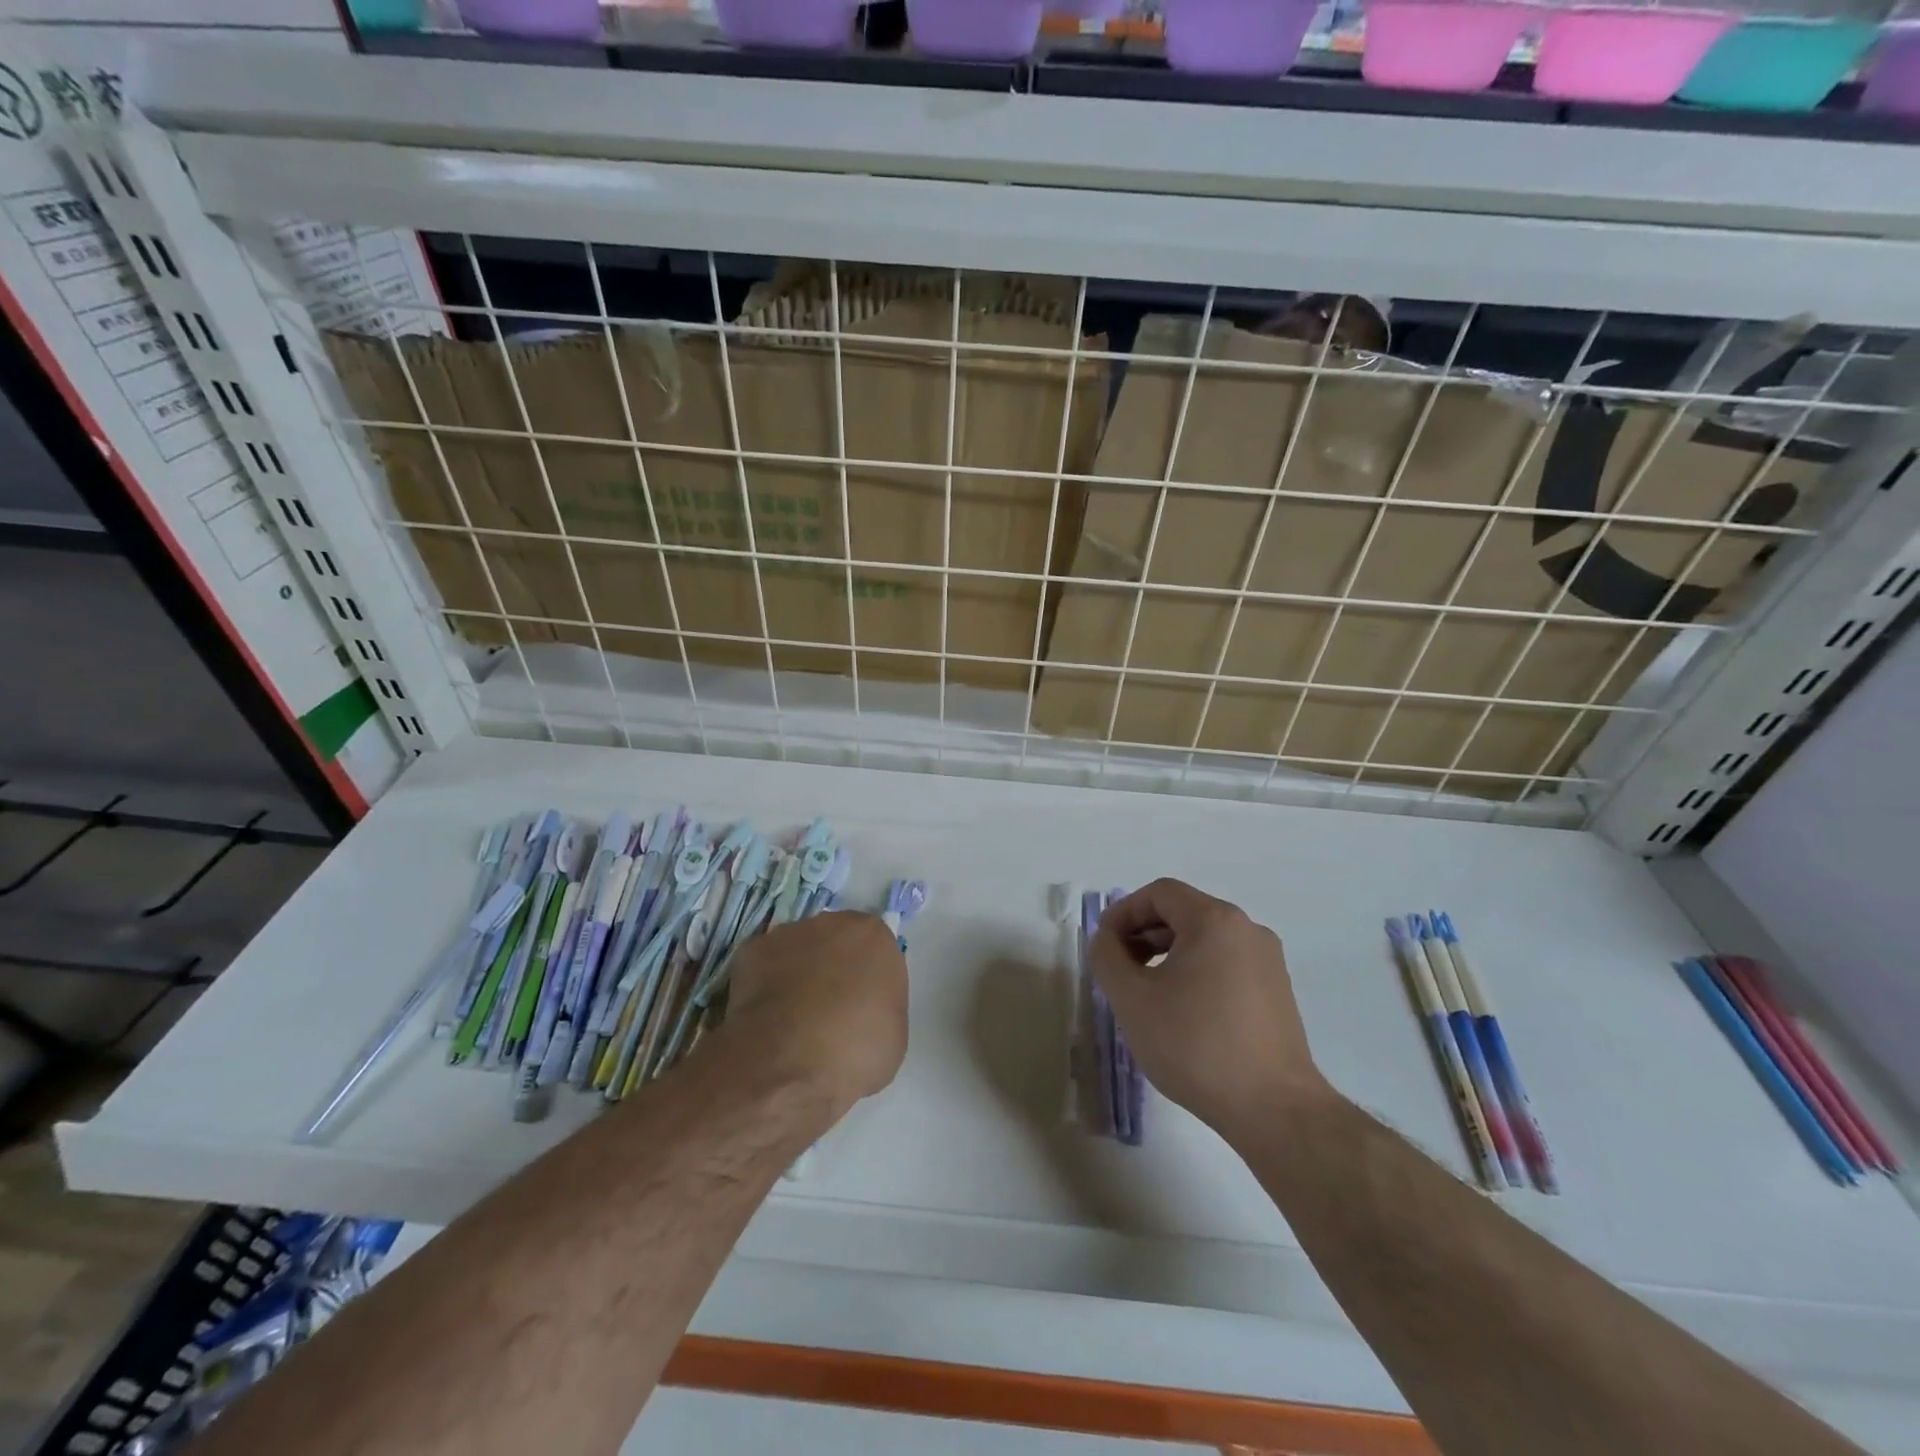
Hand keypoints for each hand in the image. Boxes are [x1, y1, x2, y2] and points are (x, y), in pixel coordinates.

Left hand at [723, 912, 907, 1113]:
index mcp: (874, 936)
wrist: (786, 1065)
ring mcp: (787, 934)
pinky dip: (765, 987)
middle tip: (830, 1012)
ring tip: (792, 1020)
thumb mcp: (893, 1035)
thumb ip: (882, 1005)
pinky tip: (766, 1020)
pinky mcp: (750, 951)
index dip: (869, 981)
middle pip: (837, 942)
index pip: (877, 952)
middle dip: (834, 969)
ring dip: (798, 974)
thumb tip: (863, 1009)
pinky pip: (765, 967)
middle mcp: (832, 923)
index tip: (864, 1010)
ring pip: (799, 951)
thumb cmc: (853, 1051)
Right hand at [1089, 879, 1332, 1139]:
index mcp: (1215, 920)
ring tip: (1145, 992)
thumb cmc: (1195, 1045)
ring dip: (1167, 954)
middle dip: (1143, 934)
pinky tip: (1180, 1011)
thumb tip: (1108, 939)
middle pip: (1184, 913)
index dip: (1124, 912)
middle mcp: (1247, 930)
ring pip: (1205, 940)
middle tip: (1119, 968)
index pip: (1159, 893)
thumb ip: (1107, 957)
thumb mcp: (1132, 999)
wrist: (1273, 1109)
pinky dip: (1195, 972)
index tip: (1104, 945)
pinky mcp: (1277, 992)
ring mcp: (1267, 961)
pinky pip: (1225, 964)